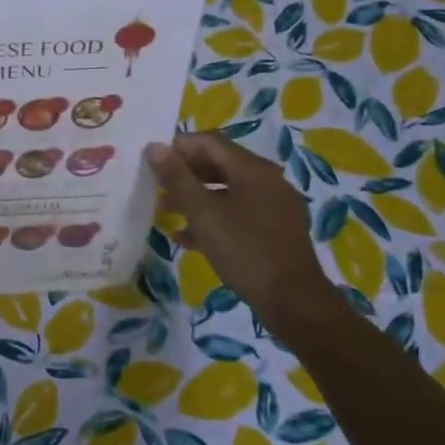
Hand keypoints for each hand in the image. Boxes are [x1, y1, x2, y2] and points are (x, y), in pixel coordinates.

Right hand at [147, 133, 335, 321]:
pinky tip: (186, 238)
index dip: (178, 146)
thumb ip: (177, 178)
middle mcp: (267, 181)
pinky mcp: (274, 232)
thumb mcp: (204, 214)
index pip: (209, 142)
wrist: (293, 301)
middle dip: (184, 173)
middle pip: (218, 165)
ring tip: (164, 210)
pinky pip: (237, 215)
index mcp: (253, 170)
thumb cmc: (245, 250)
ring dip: (194, 197)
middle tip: (155, 185)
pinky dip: (212, 219)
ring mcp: (273, 207)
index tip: (151, 160)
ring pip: (226, 192)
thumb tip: (154, 146)